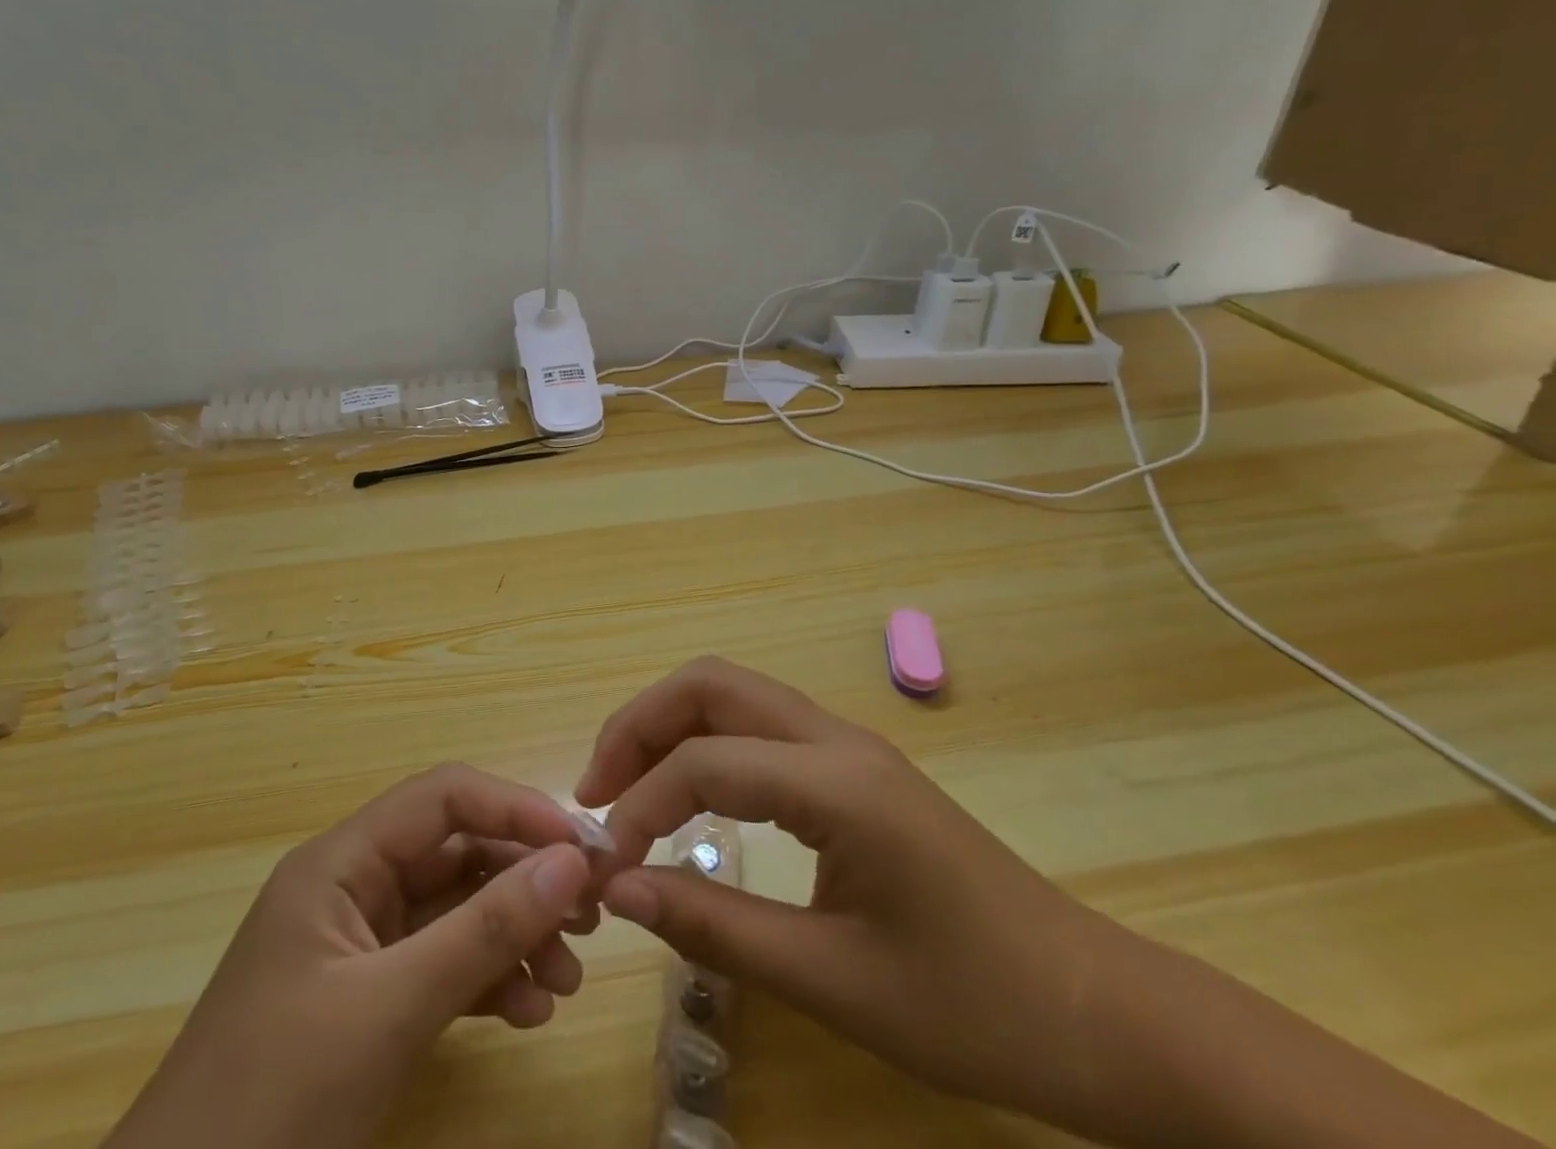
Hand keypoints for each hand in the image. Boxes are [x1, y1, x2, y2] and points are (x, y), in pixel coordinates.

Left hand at [106, 765, 596, 1148]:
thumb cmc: (273, 1107)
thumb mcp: (390, 1011)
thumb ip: (484, 930)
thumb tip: (572, 861)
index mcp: (341, 863)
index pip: (444, 798)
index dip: (516, 810)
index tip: (582, 848)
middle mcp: (354, 888)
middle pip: (458, 853)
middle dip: (526, 880)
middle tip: (592, 915)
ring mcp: (361, 947)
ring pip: (458, 910)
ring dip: (516, 934)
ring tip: (568, 978)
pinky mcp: (367, 1001)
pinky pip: (443, 965)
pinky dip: (490, 979)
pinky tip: (530, 1012)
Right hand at [576, 657, 1120, 1120]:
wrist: (1095, 1008)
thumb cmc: (973, 1006)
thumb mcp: (834, 981)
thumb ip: (716, 926)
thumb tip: (620, 889)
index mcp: (837, 783)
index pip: (706, 762)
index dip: (640, 803)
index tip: (606, 866)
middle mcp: (837, 738)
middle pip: (711, 683)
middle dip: (640, 724)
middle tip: (596, 789)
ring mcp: (848, 745)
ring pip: (733, 694)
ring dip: (670, 726)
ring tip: (626, 788)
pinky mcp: (854, 767)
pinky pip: (759, 726)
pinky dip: (707, 743)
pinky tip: (690, 794)